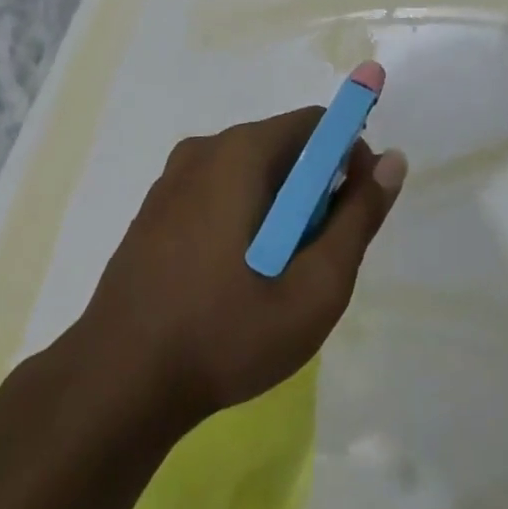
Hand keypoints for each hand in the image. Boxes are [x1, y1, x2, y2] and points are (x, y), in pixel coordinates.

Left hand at [75, 109, 407, 427]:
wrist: (115, 385)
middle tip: (317, 257)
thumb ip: (358, 219)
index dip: (348, 156)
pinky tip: (235, 280)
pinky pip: (218, 193)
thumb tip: (392, 161)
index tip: (355, 209)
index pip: (315, 124)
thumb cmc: (224, 333)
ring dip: (279, 209)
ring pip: (250, 174)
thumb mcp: (314, 287)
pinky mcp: (154, 210)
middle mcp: (205, 149)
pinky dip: (243, 218)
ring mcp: (172, 179)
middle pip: (283, 148)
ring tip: (277, 277)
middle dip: (314, 190)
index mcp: (240, 152)